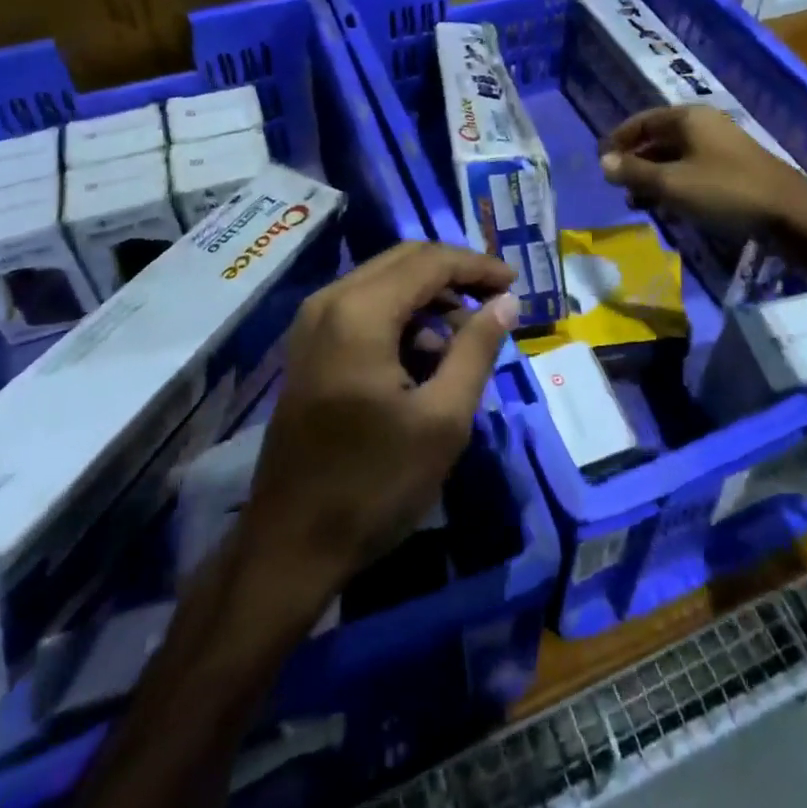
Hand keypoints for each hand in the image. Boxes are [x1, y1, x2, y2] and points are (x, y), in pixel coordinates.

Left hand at [239, 243, 519, 605]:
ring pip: (384, 282)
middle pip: (404, 261)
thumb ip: (476, 349)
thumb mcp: (443, 420)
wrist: (290, 546)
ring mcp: (312, 324)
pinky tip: (426, 357)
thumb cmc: (373, 485)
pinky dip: (402, 318)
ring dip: (429, 298)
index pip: (430, 262)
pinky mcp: (309, 348)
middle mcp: (329, 302)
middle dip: (455, 275)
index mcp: (360, 312)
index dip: (477, 267)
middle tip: (497, 302)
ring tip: (466, 338)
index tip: (515, 284)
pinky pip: (364, 308)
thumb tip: (505, 302)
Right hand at [600, 105, 806, 236]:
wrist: (791, 214)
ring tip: (636, 201)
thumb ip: (635, 172)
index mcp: (688, 118)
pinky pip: (692, 170)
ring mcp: (721, 147)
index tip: (600, 162)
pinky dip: (674, 184)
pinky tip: (667, 206)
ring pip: (675, 157)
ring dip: (653, 176)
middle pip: (658, 138)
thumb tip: (604, 162)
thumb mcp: (672, 184)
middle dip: (635, 161)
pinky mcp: (733, 169)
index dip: (618, 140)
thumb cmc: (725, 192)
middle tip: (616, 186)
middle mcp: (704, 125)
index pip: (641, 121)